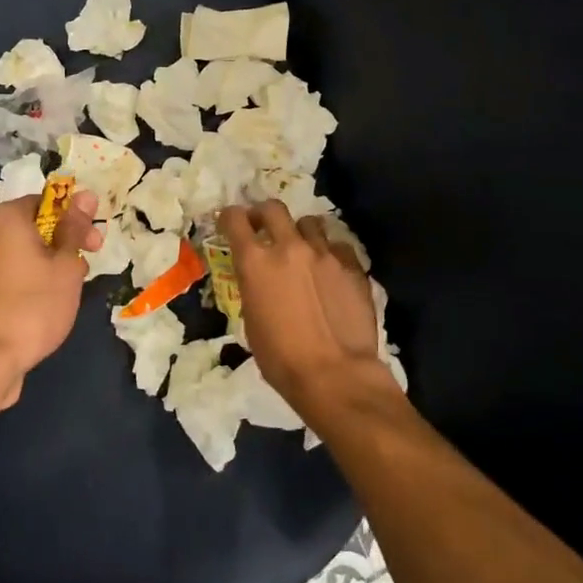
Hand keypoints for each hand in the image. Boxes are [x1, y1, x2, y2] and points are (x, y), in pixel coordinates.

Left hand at [0, 188, 102, 409]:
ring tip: (65, 292)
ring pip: (19, 252)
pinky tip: (41, 305)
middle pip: (31, 227)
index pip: (47, 203)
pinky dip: (26, 280)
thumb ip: (75, 228)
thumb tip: (85, 195)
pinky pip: (5, 273)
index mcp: (3, 217)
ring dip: (46, 263)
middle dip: (62, 244)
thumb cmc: (33, 305)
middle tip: (84, 269)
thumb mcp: (65, 265)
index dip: (76, 220)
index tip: (94, 245)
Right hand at [218, 201, 393, 410]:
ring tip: (302, 249)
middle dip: (263, 214)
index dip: (230, 218)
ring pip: (309, 222)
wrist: (335, 374)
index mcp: (255, 262)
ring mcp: (324, 253)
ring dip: (300, 232)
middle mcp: (289, 247)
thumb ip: (254, 288)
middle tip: (263, 227)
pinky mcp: (352, 266)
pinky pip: (337, 246)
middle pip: (273, 209)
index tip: (230, 223)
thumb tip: (259, 280)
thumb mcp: (251, 321)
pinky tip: (330, 270)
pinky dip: (329, 253)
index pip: (235, 219)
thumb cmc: (281, 358)